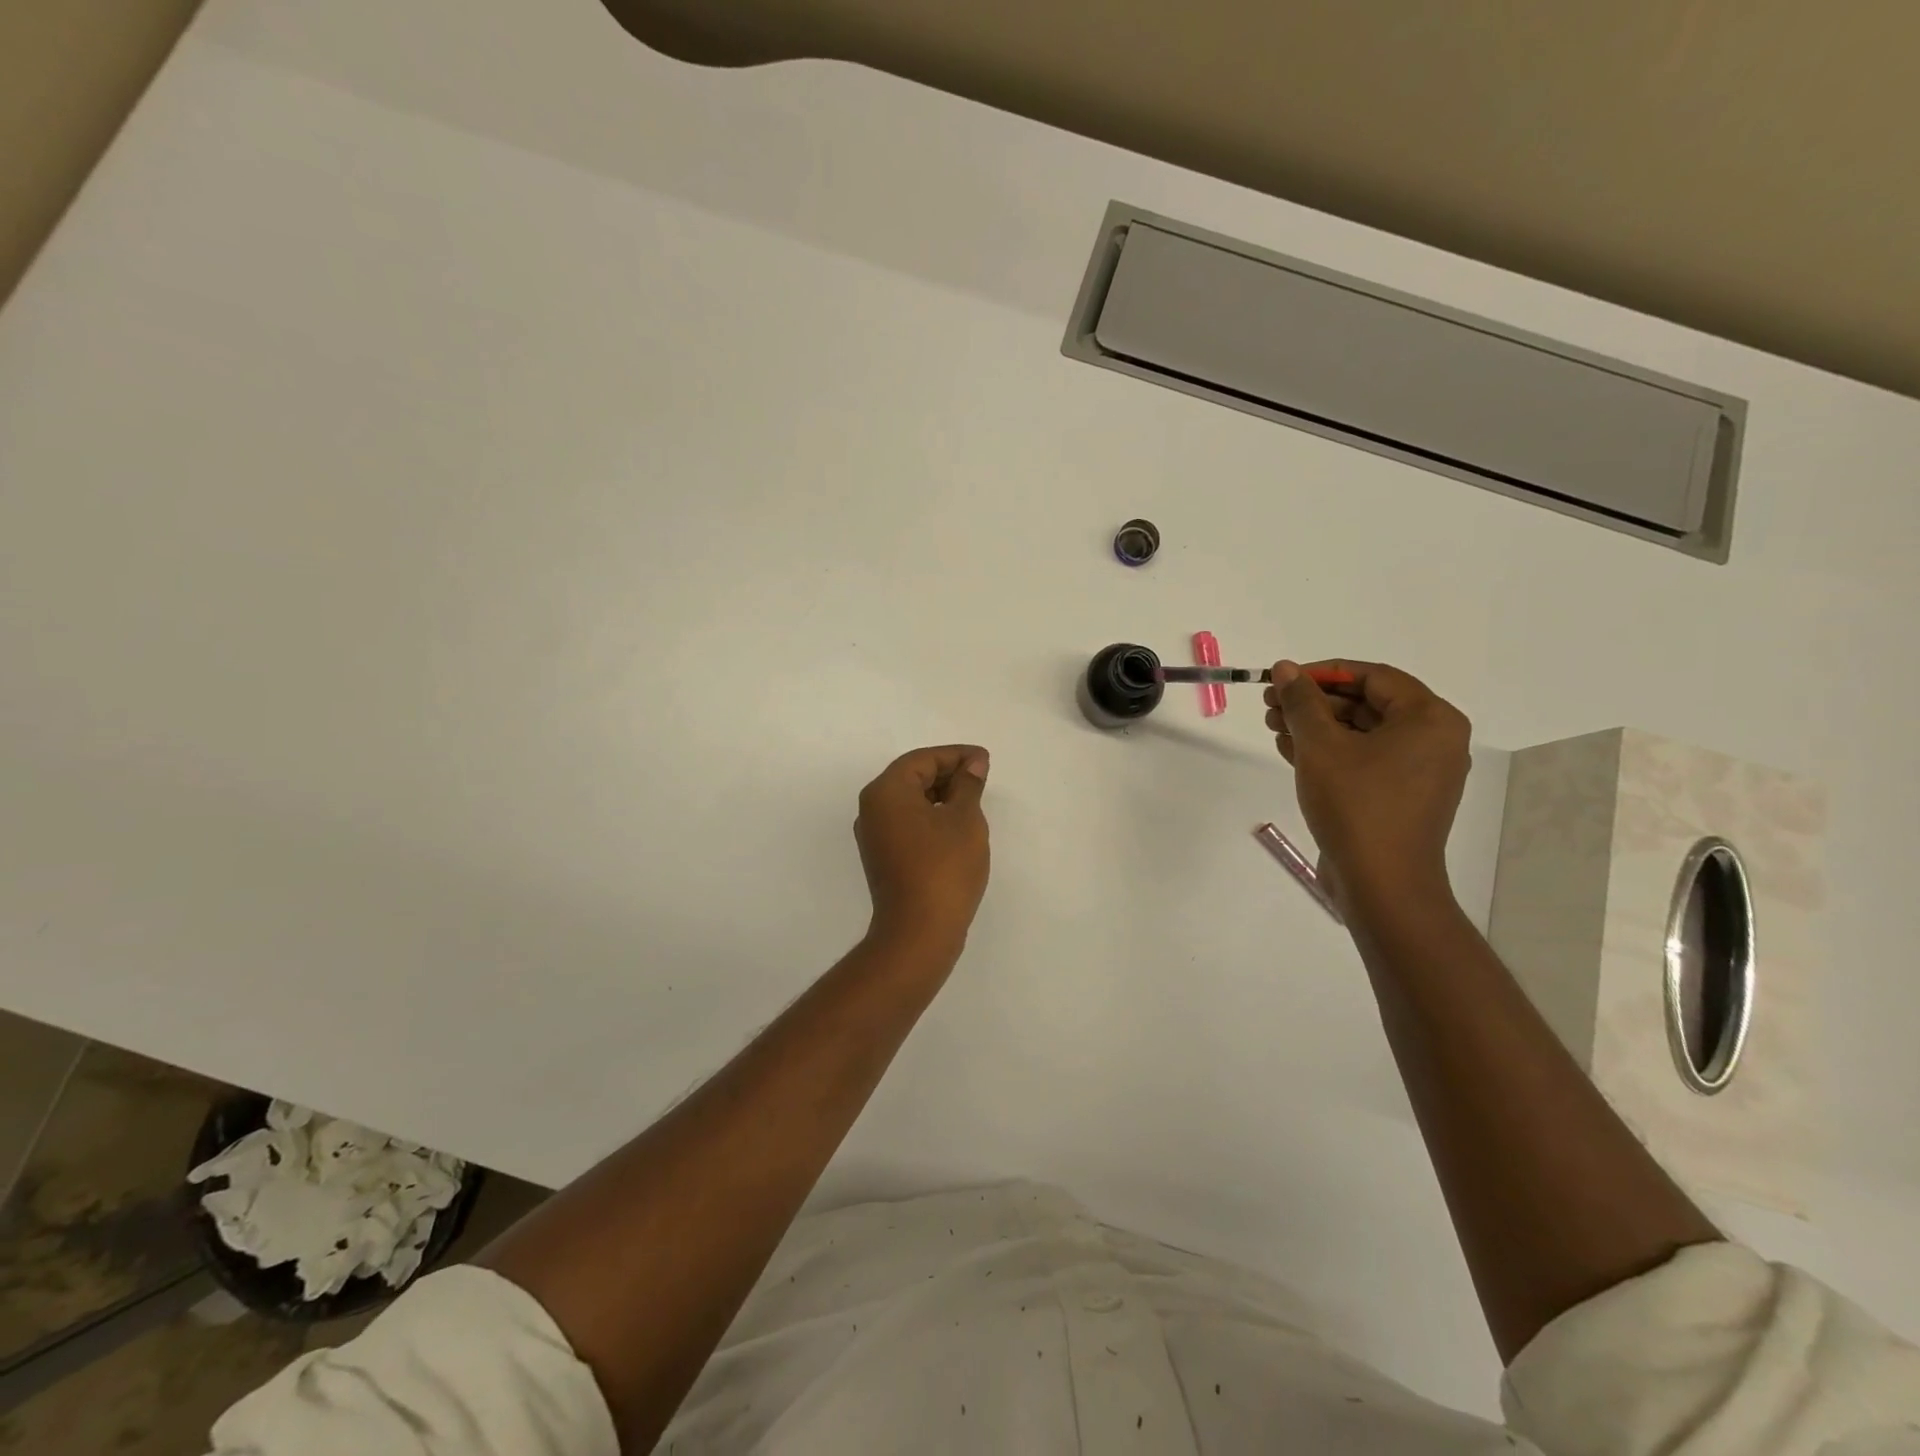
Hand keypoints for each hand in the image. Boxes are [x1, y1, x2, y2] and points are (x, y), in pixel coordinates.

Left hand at [855, 745, 991, 947]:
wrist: (918, 932)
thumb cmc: (944, 868)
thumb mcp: (964, 819)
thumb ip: (968, 785)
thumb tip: (973, 764)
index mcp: (886, 792)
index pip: (922, 760)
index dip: (956, 755)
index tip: (985, 760)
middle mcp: (872, 808)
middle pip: (911, 777)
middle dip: (947, 773)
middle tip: (982, 778)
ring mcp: (874, 835)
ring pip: (909, 801)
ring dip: (940, 796)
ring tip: (974, 801)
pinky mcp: (882, 857)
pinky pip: (907, 823)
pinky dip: (930, 817)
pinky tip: (955, 826)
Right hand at [1264, 660, 1469, 913]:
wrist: (1380, 884)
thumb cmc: (1356, 805)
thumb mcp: (1321, 746)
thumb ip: (1301, 702)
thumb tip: (1285, 668)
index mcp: (1430, 719)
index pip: (1373, 676)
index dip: (1323, 673)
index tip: (1283, 678)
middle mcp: (1433, 740)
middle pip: (1367, 704)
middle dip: (1315, 702)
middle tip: (1271, 703)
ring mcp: (1417, 772)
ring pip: (1361, 734)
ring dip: (1316, 726)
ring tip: (1272, 725)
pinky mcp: (1398, 797)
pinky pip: (1363, 760)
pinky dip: (1329, 752)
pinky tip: (1289, 748)